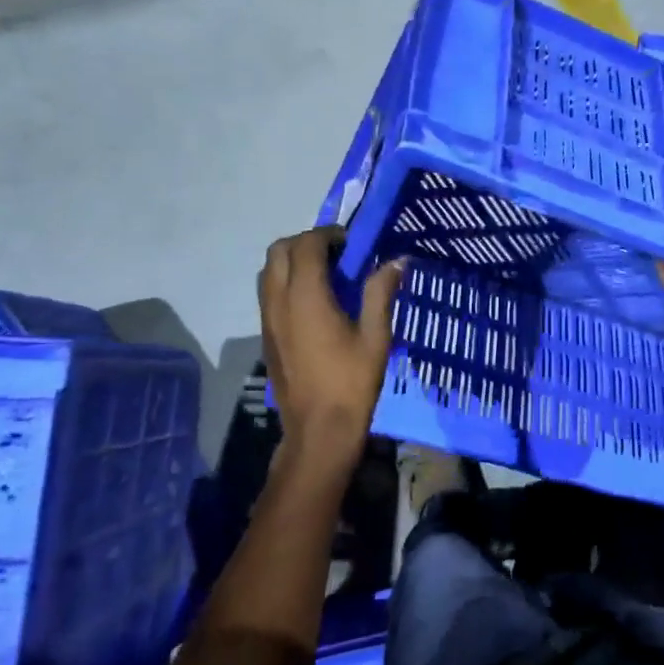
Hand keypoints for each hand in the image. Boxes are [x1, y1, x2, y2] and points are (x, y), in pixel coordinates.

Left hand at [258, 227, 402, 454]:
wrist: (318, 429)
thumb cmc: (352, 382)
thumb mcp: (376, 336)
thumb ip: (381, 293)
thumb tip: (397, 261)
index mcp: (306, 296)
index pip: (307, 244)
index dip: (329, 235)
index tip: (352, 244)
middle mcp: (278, 300)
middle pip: (279, 250)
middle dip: (306, 242)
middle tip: (337, 256)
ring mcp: (267, 318)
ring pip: (269, 270)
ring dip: (293, 261)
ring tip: (325, 276)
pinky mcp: (266, 334)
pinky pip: (268, 292)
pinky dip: (286, 282)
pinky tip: (314, 302)